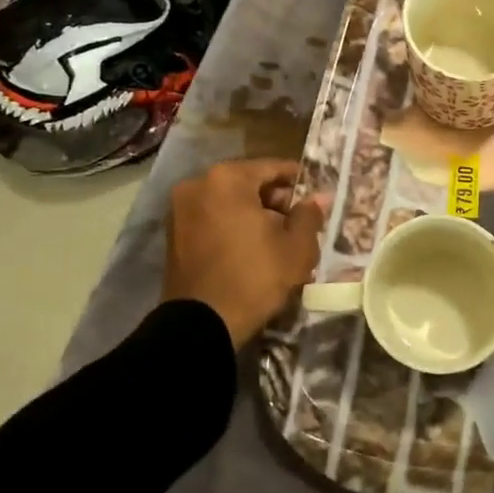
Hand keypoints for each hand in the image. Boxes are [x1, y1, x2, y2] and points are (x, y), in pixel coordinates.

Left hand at [163, 159, 326, 347]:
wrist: (201, 324)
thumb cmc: (254, 277)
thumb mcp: (296, 247)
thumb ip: (309, 215)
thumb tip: (320, 198)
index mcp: (227, 178)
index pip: (272, 168)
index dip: (298, 180)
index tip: (315, 195)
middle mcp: (198, 184)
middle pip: (247, 183)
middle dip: (274, 200)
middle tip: (299, 222)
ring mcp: (180, 209)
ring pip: (228, 202)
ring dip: (253, 214)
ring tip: (277, 239)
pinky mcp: (173, 234)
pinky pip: (211, 219)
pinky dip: (231, 226)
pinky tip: (251, 248)